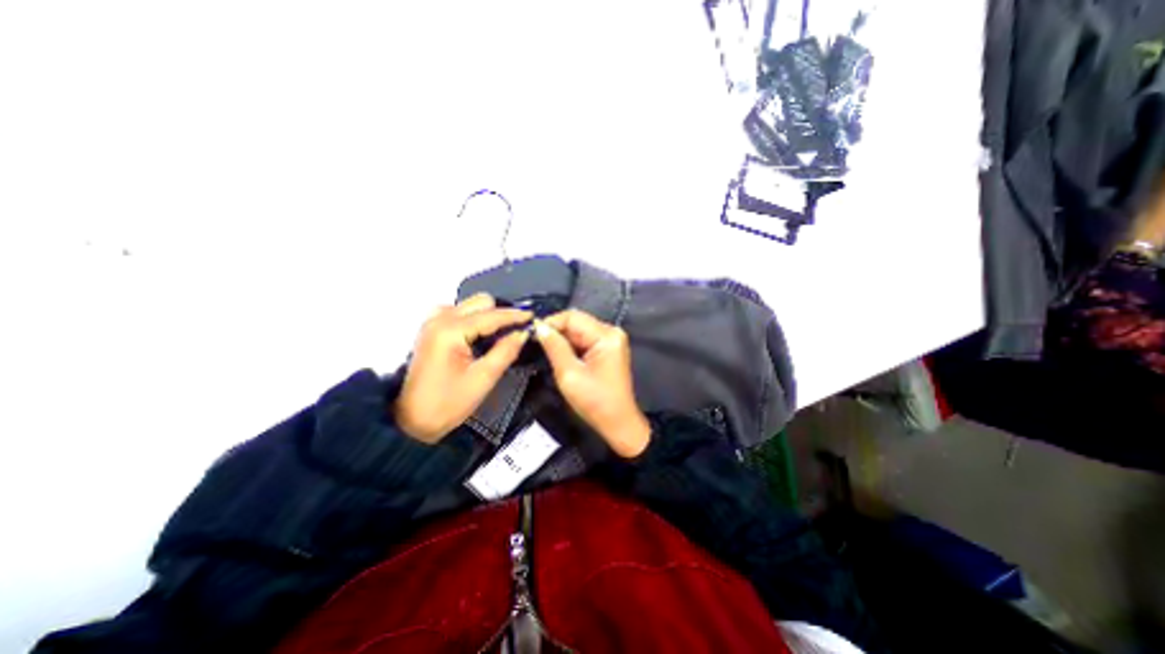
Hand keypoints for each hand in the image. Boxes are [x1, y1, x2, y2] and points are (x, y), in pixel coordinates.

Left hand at [396, 293, 530, 442]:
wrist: (412, 422)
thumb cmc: (448, 403)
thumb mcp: (483, 379)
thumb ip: (505, 352)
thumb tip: (523, 333)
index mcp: (450, 331)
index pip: (491, 315)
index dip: (515, 316)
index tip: (534, 317)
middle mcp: (439, 319)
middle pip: (480, 302)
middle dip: (501, 313)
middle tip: (516, 331)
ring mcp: (432, 322)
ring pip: (469, 305)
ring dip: (487, 315)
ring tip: (500, 334)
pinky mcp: (430, 330)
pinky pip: (458, 312)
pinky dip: (473, 319)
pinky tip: (479, 335)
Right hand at [531, 309, 650, 457]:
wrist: (618, 423)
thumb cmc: (595, 401)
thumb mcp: (569, 374)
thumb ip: (554, 347)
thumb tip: (539, 326)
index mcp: (606, 336)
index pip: (573, 317)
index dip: (551, 322)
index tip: (532, 334)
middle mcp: (611, 332)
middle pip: (577, 322)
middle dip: (556, 332)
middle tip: (537, 344)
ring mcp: (611, 340)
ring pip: (579, 331)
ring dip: (563, 340)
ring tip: (548, 352)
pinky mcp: (608, 349)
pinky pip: (585, 340)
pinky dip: (572, 346)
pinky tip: (562, 356)